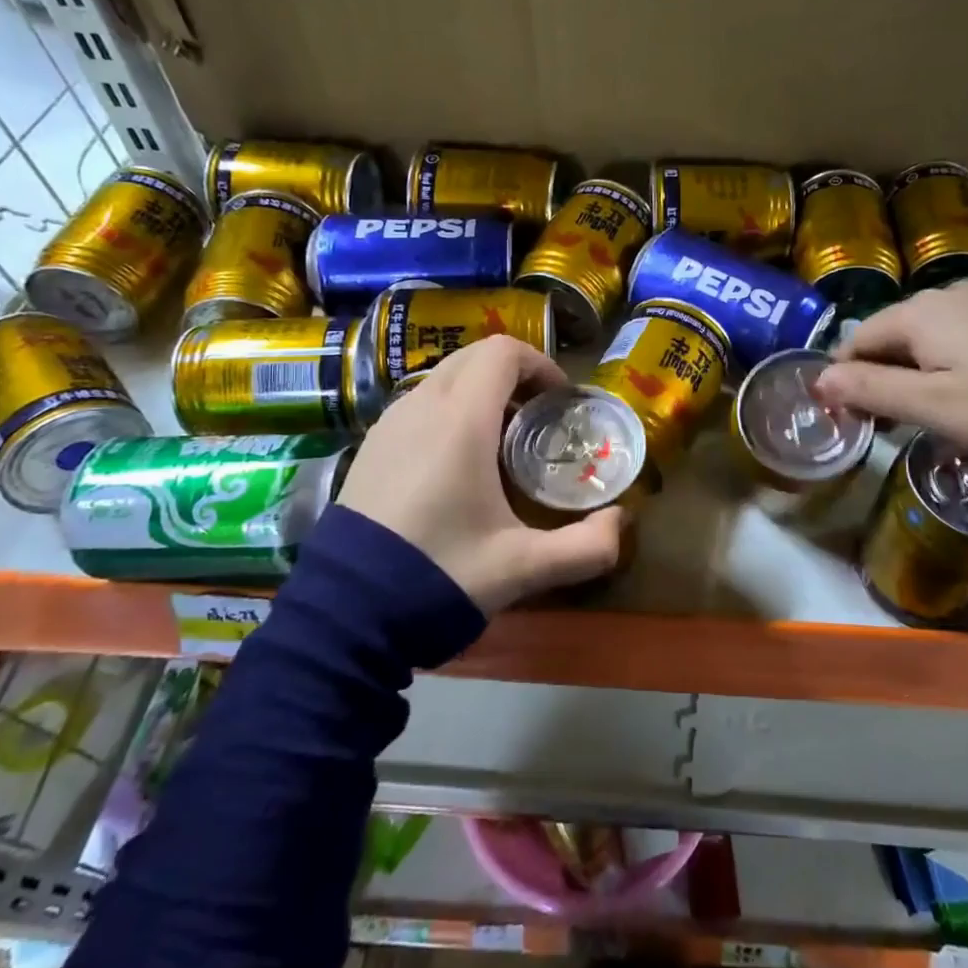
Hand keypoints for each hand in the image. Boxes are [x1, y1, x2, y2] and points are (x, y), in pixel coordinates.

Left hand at [337, 337, 623, 613]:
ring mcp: (388, 424)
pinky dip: (448, 410)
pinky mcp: (370, 447)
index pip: (502, 352)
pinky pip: (418, 404)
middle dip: (513, 375)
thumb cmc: (440, 575)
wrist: (345, 614)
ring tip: (501, 442)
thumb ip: (585, 548)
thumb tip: (622, 525)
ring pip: (443, 379)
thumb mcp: (522, 567)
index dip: (539, 364)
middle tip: (539, 418)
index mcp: (460, 421)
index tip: (560, 401)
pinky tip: (456, 464)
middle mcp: (421, 407)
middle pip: (473, 357)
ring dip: (479, 392)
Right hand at [812, 281, 967, 452]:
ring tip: (923, 415)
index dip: (845, 377)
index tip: (850, 417)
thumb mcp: (930, 405)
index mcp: (917, 314)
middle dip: (878, 377)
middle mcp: (944, 296)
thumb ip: (870, 389)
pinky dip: (944, 364)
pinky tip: (961, 394)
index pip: (857, 340)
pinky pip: (957, 338)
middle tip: (886, 425)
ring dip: (911, 373)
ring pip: (924, 338)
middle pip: (890, 337)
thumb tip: (818, 380)